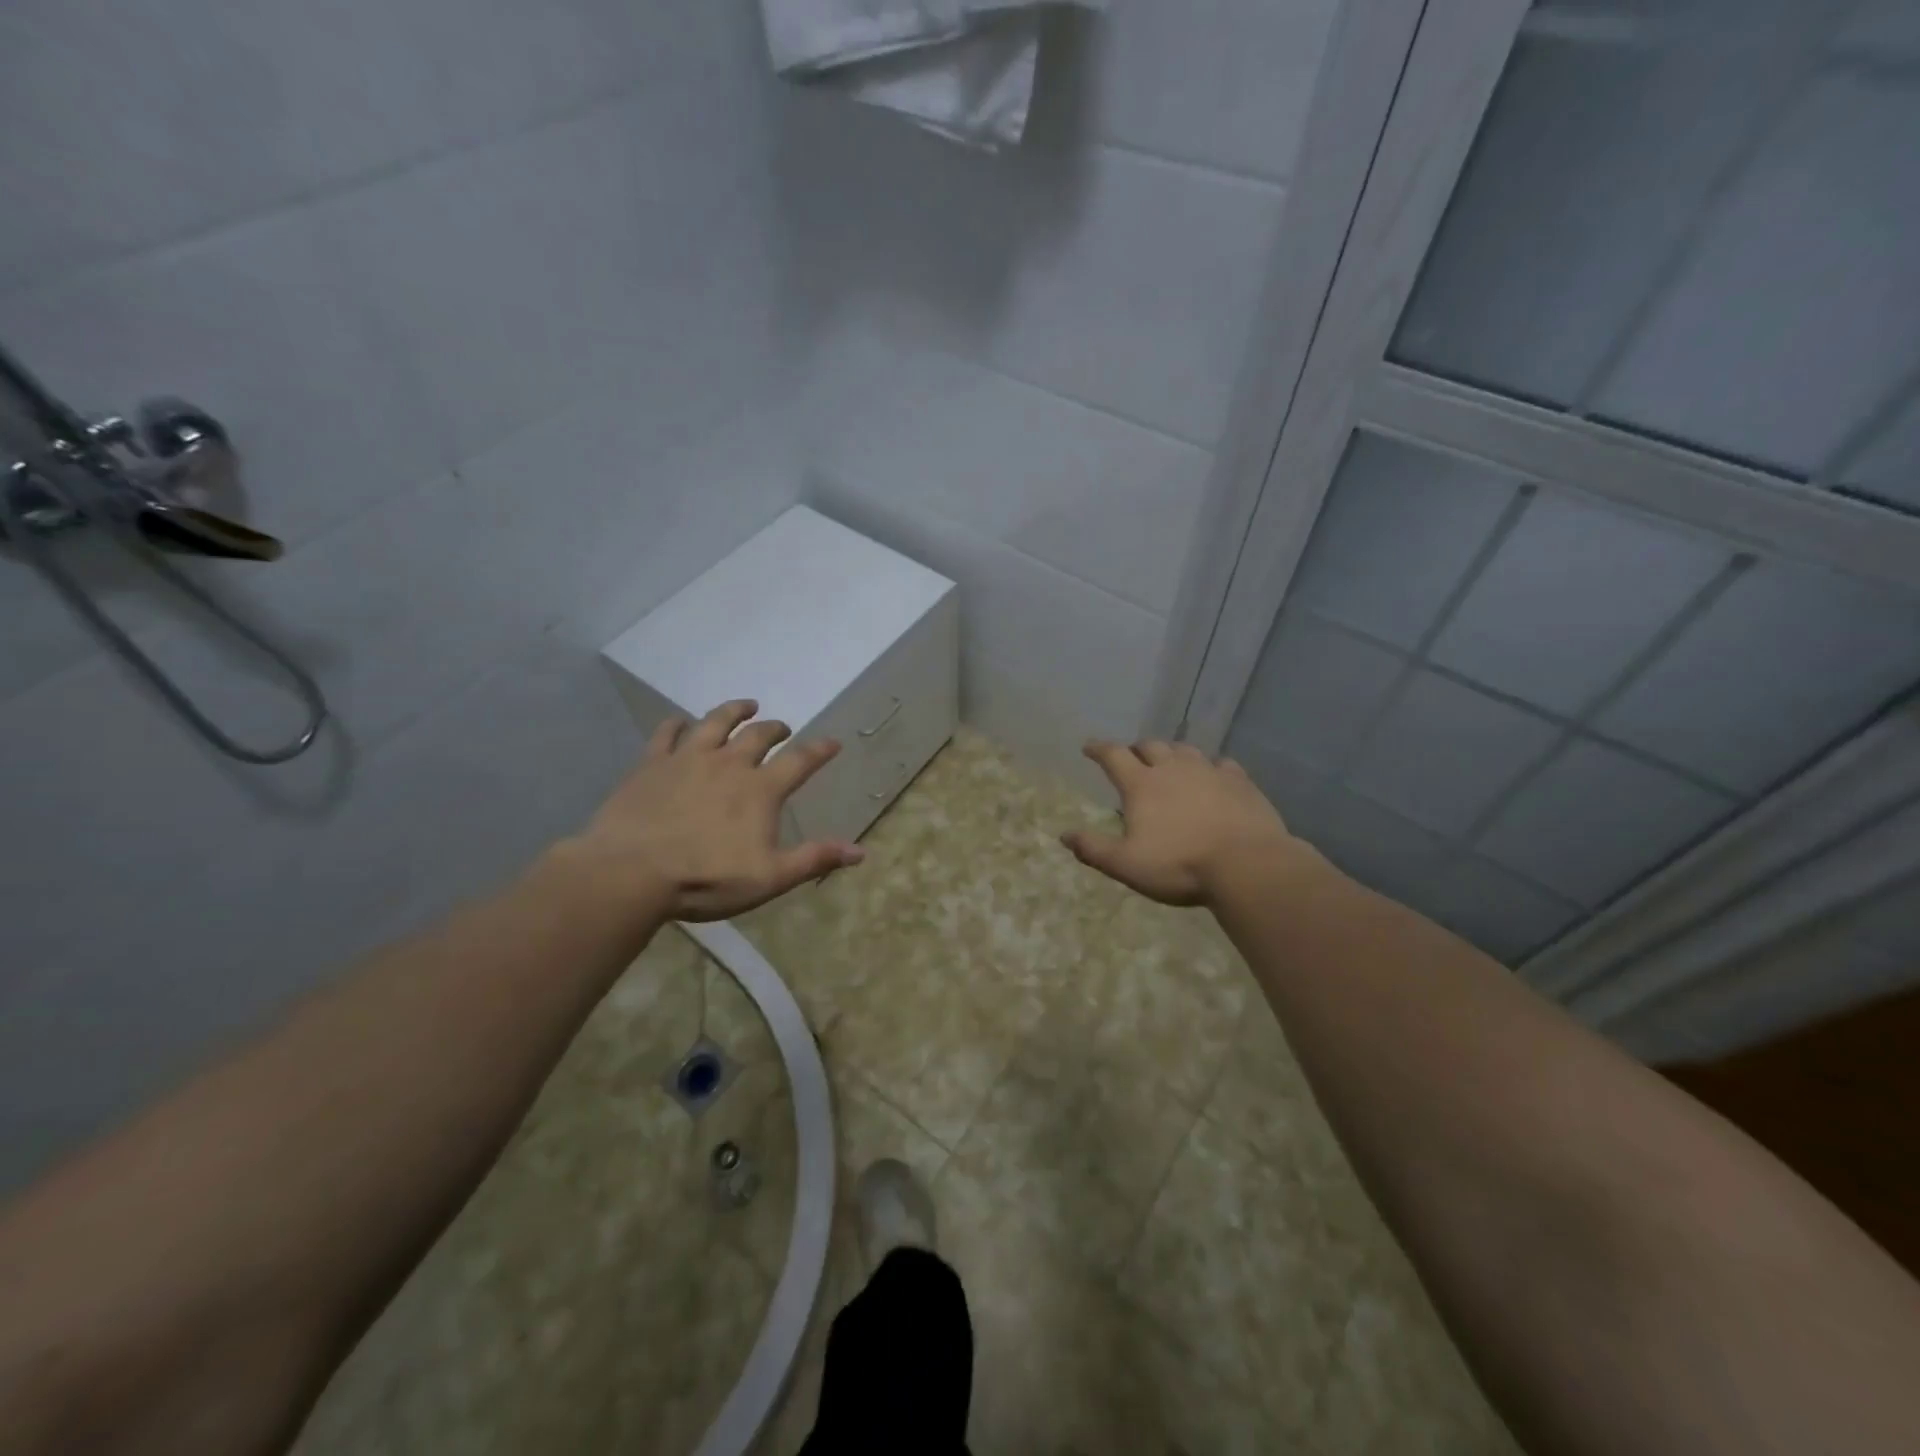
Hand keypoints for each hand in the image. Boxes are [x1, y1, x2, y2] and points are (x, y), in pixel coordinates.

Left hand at [568, 699, 864, 922]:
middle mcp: (729, 763)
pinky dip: (676, 724)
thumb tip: (860, 851)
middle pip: (758, 735)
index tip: (833, 742)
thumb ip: (814, 859)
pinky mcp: (652, 764)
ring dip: (734, 712)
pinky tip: (679, 722)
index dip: (819, 751)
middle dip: (775, 729)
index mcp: (760, 789)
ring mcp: (688, 759)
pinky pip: (666, 734)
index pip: (800, 761)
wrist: (631, 872)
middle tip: (782, 728)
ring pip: (716, 722)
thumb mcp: (770, 877)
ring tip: (745, 706)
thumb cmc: (706, 878)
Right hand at [1062, 739, 1306, 906]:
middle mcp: (1173, 768)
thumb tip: (1064, 836)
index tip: (1089, 747)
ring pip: (1185, 750)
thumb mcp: (1126, 864)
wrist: (1247, 865)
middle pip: (1150, 746)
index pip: (1114, 756)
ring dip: (1171, 753)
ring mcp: (1209, 771)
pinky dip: (1211, 767)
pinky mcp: (1240, 782)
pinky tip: (1214, 775)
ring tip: (1169, 762)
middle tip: (1132, 757)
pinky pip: (1222, 764)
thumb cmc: (1179, 865)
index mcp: (1142, 785)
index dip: (1099, 749)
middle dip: (1136, 749)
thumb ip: (1093, 849)